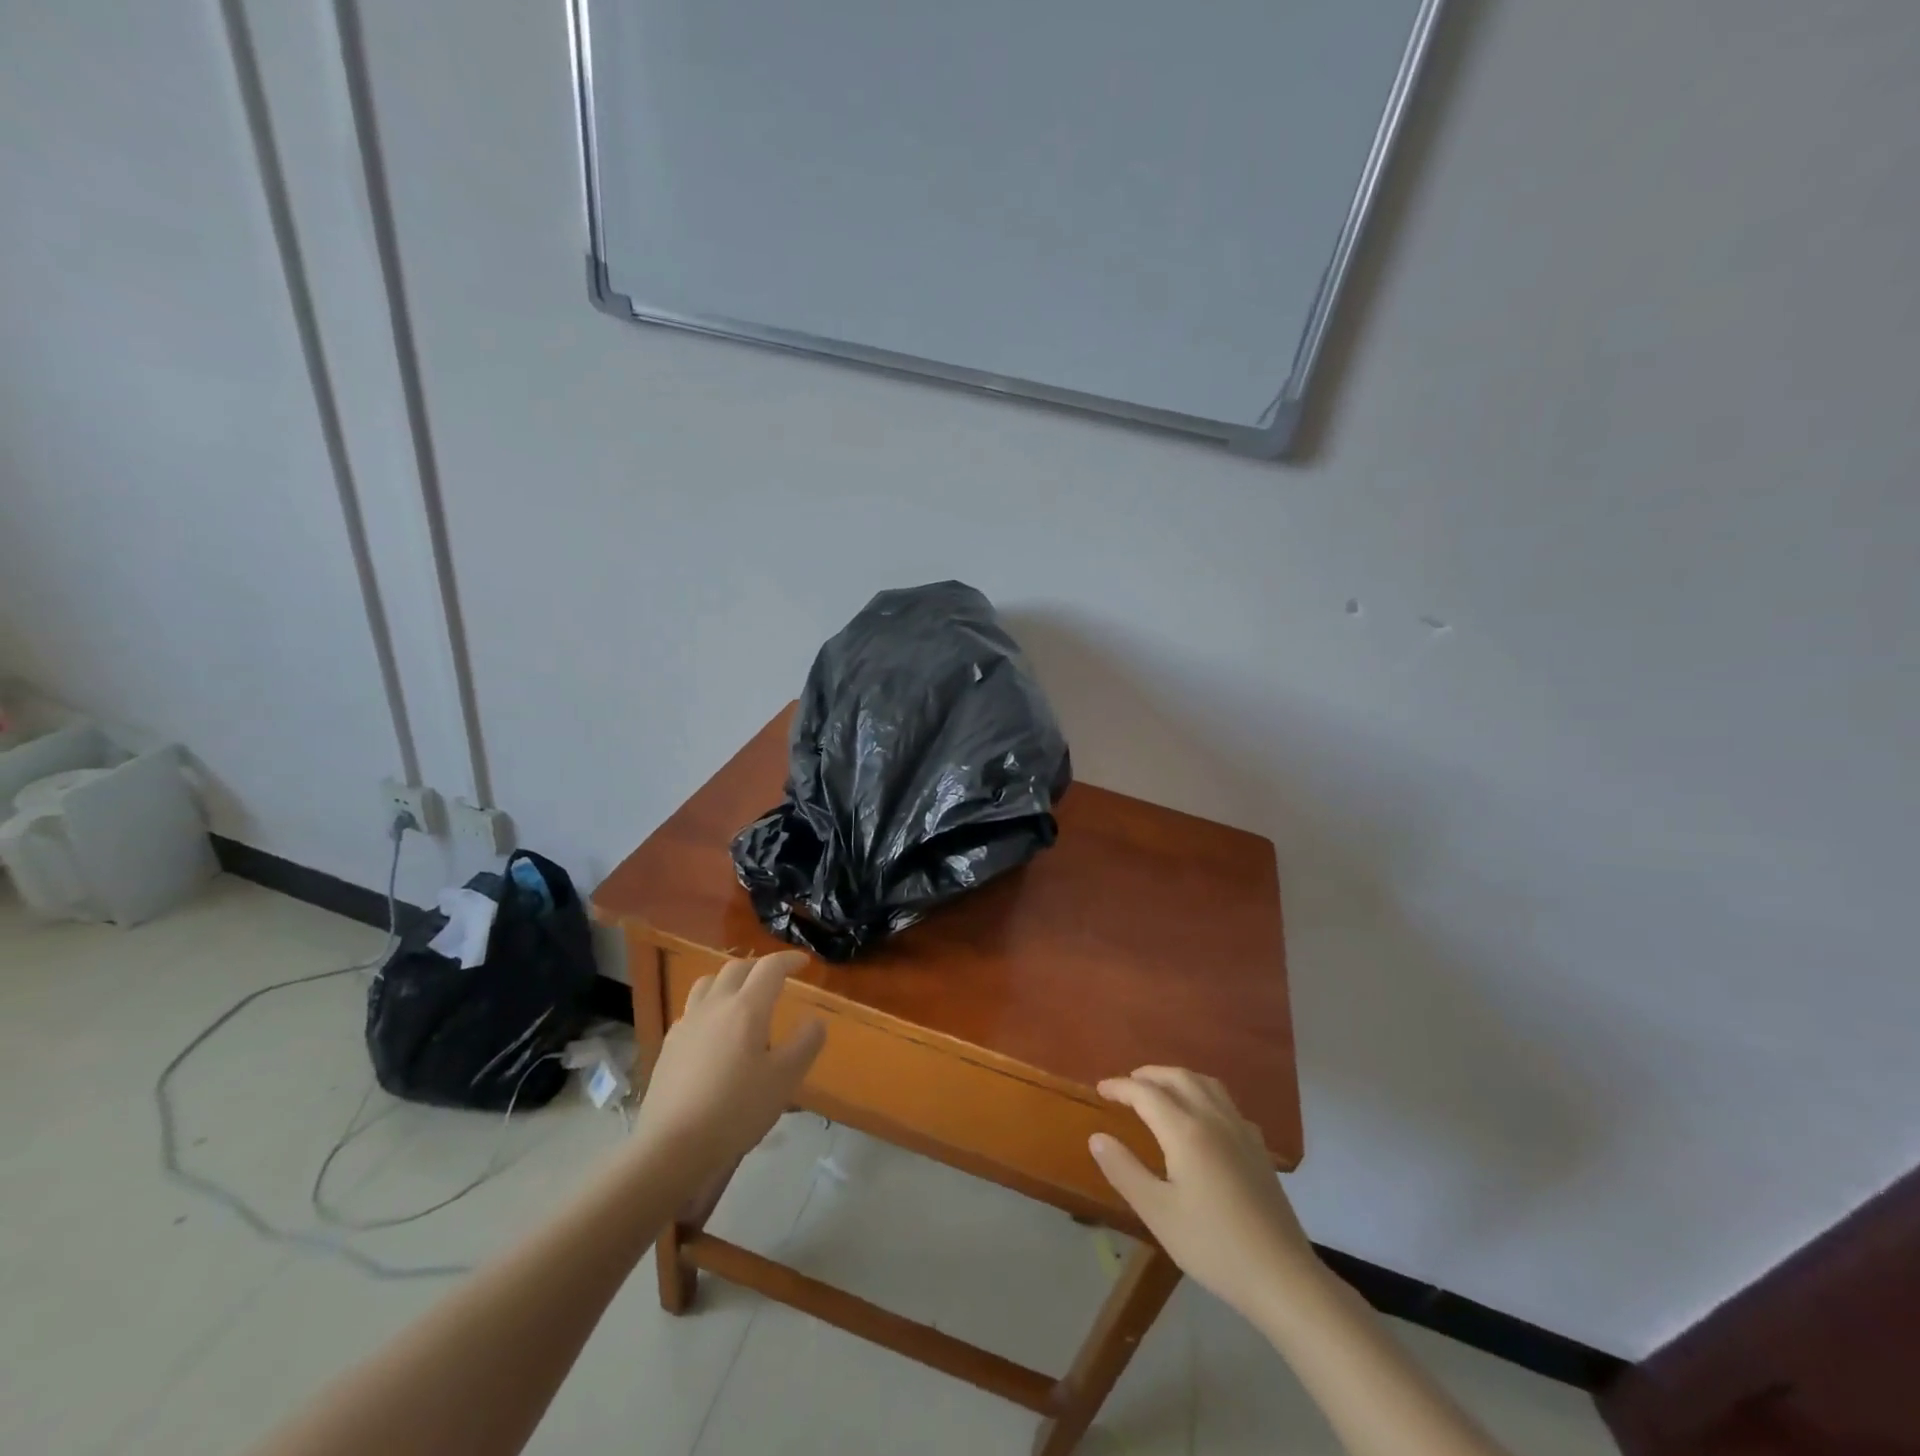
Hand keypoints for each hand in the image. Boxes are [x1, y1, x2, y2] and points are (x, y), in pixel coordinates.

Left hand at [633, 951, 825, 1177]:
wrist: (672, 1147)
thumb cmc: (737, 1110)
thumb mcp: (785, 1079)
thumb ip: (805, 1044)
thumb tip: (815, 1021)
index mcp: (746, 1008)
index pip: (770, 968)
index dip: (788, 960)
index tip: (803, 963)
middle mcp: (714, 1006)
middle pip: (736, 969)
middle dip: (759, 967)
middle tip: (775, 978)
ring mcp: (687, 1024)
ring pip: (707, 984)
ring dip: (729, 981)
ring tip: (740, 996)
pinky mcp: (669, 1046)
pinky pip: (691, 1010)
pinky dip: (708, 1007)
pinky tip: (713, 1031)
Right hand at [1090, 1067, 1317, 1316]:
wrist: (1282, 1276)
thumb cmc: (1213, 1246)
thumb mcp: (1158, 1213)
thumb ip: (1124, 1170)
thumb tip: (1097, 1137)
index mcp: (1186, 1130)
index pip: (1146, 1093)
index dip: (1120, 1087)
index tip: (1100, 1089)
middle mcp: (1213, 1118)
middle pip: (1178, 1077)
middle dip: (1148, 1075)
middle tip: (1126, 1086)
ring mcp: (1240, 1130)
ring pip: (1205, 1084)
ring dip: (1177, 1078)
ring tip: (1160, 1091)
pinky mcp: (1258, 1148)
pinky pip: (1226, 1102)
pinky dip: (1203, 1094)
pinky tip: (1202, 1117)